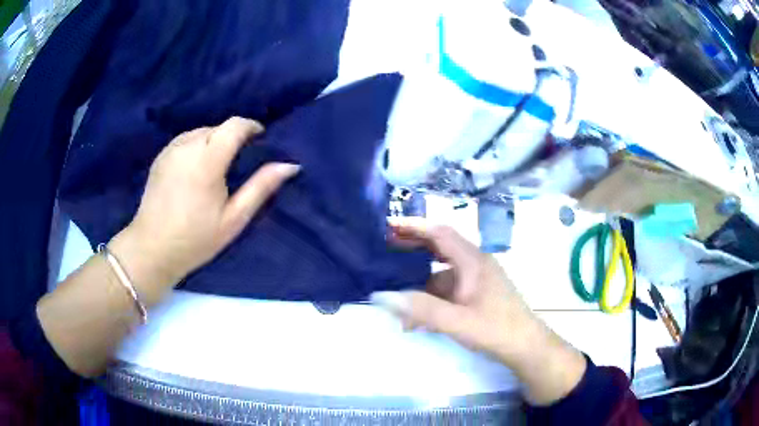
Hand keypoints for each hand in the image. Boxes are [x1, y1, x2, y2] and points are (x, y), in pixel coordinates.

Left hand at [110, 117, 298, 289]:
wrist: (152, 249)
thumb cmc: (195, 239)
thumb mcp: (234, 219)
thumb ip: (261, 187)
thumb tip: (290, 165)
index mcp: (207, 159)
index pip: (235, 125)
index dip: (252, 127)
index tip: (260, 141)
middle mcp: (187, 146)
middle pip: (218, 127)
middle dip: (233, 137)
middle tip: (239, 163)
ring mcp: (170, 150)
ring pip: (201, 132)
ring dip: (214, 141)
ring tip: (217, 167)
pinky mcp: (160, 157)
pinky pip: (185, 140)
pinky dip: (197, 146)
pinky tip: (195, 170)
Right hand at [371, 218, 534, 362]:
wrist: (526, 347)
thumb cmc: (496, 330)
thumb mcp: (457, 321)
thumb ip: (420, 308)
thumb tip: (381, 296)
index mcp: (473, 261)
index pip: (440, 233)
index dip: (414, 227)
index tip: (388, 226)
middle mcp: (474, 265)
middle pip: (439, 247)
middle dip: (412, 247)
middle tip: (384, 249)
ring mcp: (475, 281)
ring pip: (440, 273)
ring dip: (418, 281)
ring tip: (392, 291)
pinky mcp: (475, 296)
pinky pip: (446, 290)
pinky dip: (429, 298)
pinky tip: (414, 317)